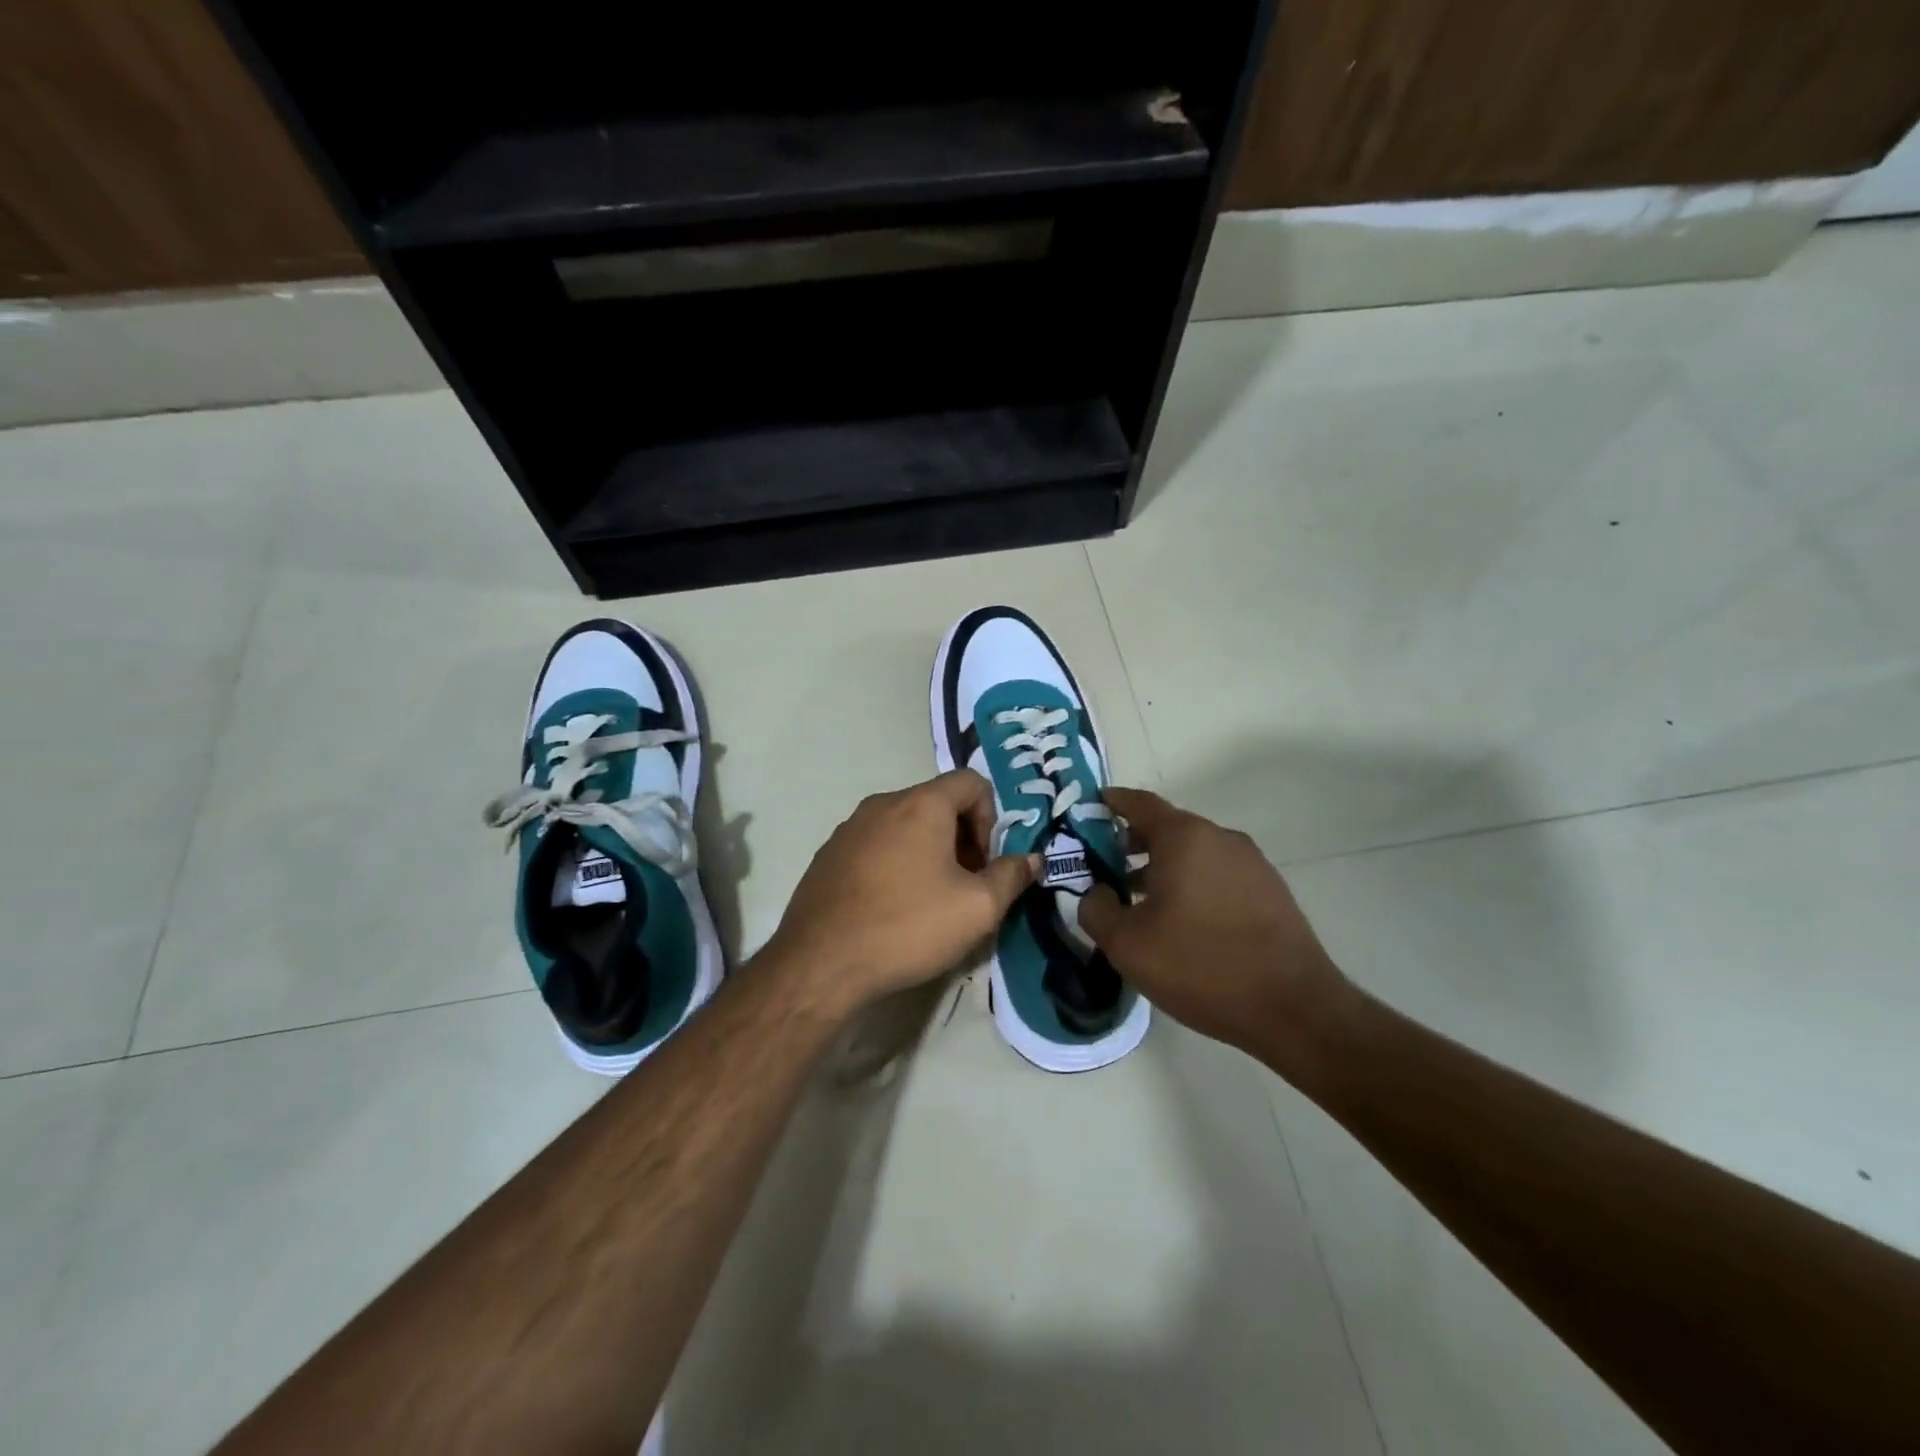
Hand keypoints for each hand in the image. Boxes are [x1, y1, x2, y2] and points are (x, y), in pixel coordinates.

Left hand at [765, 770, 1038, 1014]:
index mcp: (921, 804)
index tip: (985, 863)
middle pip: (937, 803)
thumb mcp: (978, 909)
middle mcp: (882, 804)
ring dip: (928, 852)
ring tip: (929, 901)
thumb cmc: (908, 927)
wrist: (822, 964)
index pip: (971, 782)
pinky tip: (891, 908)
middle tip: (965, 886)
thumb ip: (1012, 876)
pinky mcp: (828, 855)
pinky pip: (875, 845)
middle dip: (961, 838)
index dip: (991, 817)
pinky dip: (894, 864)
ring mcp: (849, 828)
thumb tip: (1032, 859)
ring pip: (904, 825)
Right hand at [1079, 789, 1357, 1078]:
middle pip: (1168, 828)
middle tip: (1106, 868)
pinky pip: (1219, 875)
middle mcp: (1220, 838)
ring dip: (1164, 868)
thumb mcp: (1127, 944)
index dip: (1113, 802)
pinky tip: (1183, 922)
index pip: (1140, 803)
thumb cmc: (1200, 965)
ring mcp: (1252, 864)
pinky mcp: (1271, 891)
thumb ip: (1096, 909)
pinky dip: (1193, 884)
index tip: (1092, 807)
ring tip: (1140, 901)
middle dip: (1133, 843)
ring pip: (1195, 854)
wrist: (1293, 1009)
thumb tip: (1096, 893)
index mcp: (1184, 837)